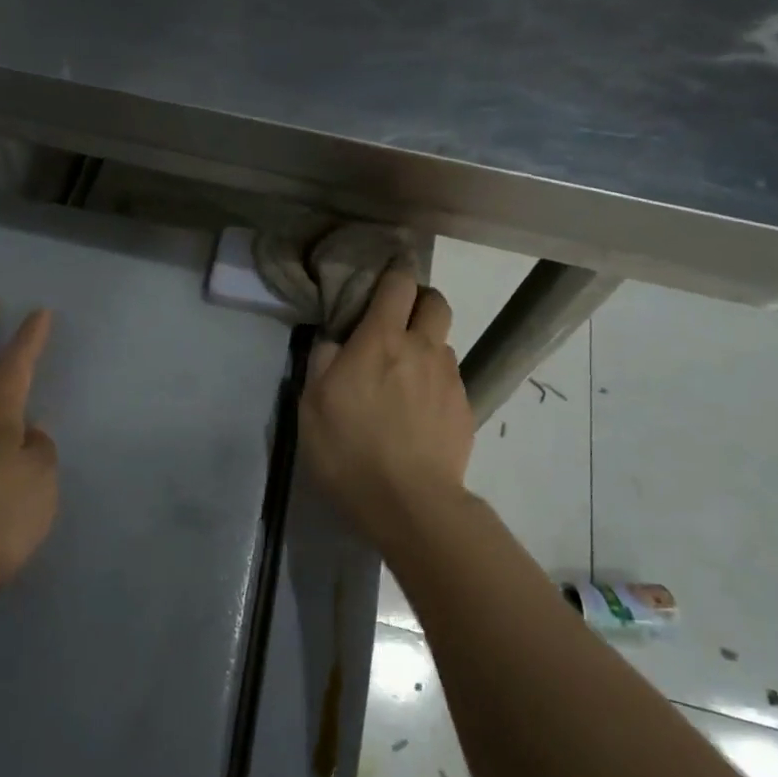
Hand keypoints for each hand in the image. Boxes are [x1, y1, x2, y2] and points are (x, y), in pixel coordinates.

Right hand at [298, 270, 474, 553]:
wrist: (410, 504)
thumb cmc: (350, 452)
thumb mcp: (312, 407)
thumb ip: (322, 363)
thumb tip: (335, 342)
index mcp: (381, 341)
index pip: (397, 285)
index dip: (394, 272)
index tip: (386, 274)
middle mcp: (422, 349)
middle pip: (436, 302)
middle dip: (419, 300)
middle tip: (397, 321)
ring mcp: (449, 379)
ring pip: (443, 343)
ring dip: (426, 346)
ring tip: (404, 377)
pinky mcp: (465, 409)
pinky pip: (449, 379)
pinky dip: (433, 383)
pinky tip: (418, 413)